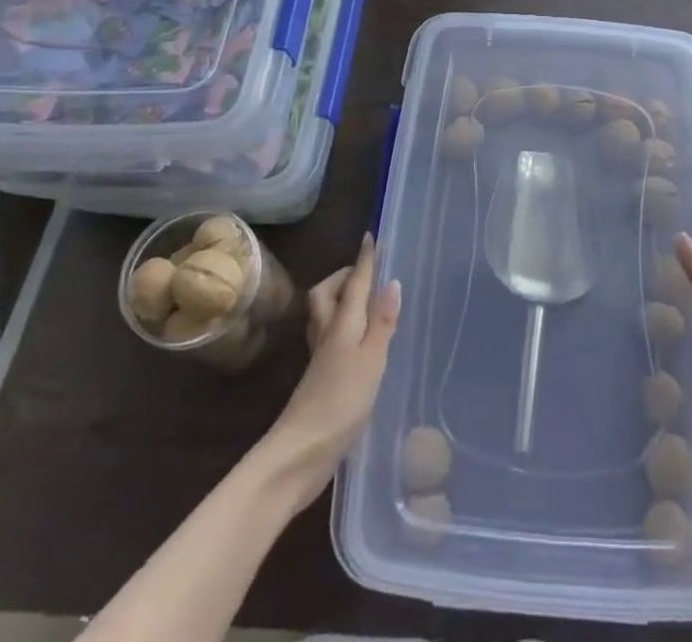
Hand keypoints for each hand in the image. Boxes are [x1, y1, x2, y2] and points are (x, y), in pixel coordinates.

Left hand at [260, 234, 400, 509]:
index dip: (364, 260)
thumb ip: (382, 323)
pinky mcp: (320, 380)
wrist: (299, 454)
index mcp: (342, 324)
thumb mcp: (371, 360)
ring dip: (341, 301)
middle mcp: (328, 335)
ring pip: (326, 316)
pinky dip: (343, 329)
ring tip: (365, 302)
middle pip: (327, 294)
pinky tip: (358, 344)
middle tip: (365, 273)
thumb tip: (392, 282)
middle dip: (343, 277)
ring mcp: (321, 359)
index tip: (371, 237)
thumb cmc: (340, 402)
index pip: (354, 283)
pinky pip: (330, 339)